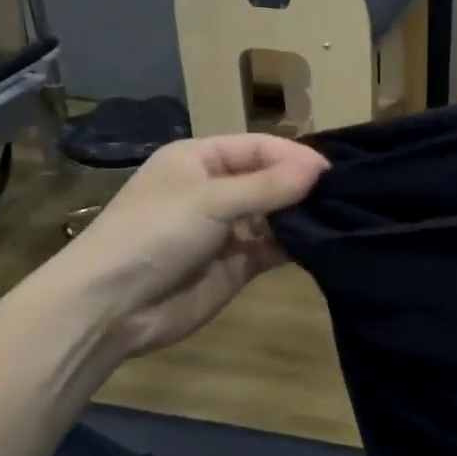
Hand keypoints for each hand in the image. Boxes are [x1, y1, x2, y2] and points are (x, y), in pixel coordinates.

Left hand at [54, 134, 328, 356]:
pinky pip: (274, 247)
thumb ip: (268, 185)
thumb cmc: (154, 234)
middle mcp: (216, 189)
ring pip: (276, 214)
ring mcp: (227, 228)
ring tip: (343, 216)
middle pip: (270, 179)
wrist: (110, 308)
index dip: (294, 156)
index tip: (331, 172)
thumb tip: (321, 168)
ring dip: (303, 215)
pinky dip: (296, 245)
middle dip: (302, 185)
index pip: (259, 147)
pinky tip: (323, 242)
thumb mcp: (210, 200)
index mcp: (200, 159)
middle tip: (346, 194)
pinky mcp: (237, 265)